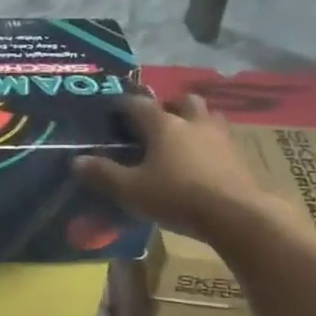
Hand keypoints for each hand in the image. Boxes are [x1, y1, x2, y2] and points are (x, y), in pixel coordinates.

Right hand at [73, 95, 261, 239]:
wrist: (237, 214)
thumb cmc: (177, 196)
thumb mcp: (131, 190)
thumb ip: (103, 174)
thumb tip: (76, 161)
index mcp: (164, 125)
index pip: (138, 104)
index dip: (123, 106)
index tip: (112, 112)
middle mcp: (193, 122)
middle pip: (183, 101)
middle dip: (169, 107)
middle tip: (157, 124)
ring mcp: (221, 137)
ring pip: (208, 117)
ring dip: (195, 123)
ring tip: (183, 141)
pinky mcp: (240, 157)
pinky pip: (222, 141)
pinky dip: (210, 145)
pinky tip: (204, 163)